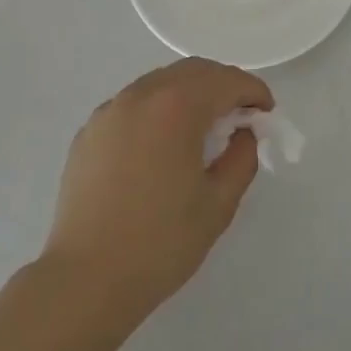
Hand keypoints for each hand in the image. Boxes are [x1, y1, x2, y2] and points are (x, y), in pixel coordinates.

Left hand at [40, 57, 272, 320]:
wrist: (85, 280)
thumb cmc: (160, 243)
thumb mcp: (218, 203)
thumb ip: (241, 157)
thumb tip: (242, 133)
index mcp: (177, 107)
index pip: (226, 80)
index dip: (253, 91)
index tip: (266, 112)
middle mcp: (141, 95)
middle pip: (193, 71)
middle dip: (223, 85)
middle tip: (240, 115)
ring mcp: (111, 110)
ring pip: (161, 81)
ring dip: (190, 93)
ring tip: (203, 127)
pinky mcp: (90, 130)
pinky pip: (134, 102)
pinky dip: (158, 108)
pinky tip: (162, 143)